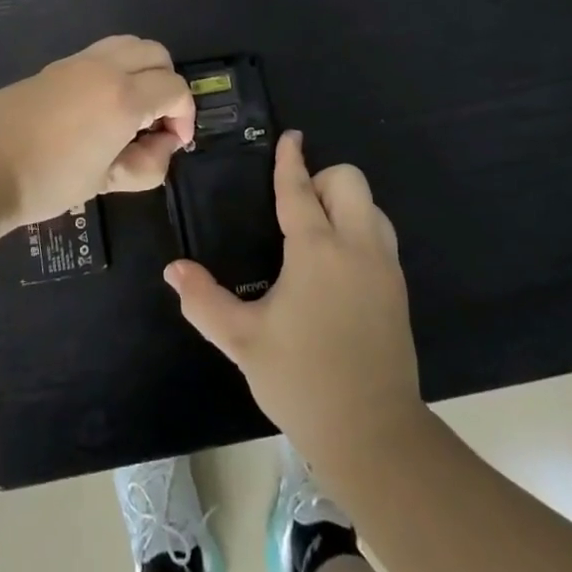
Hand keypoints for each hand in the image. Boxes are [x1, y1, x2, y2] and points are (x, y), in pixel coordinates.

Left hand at [0, 36, 196, 231]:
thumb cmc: (48, 181)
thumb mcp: (106, 181)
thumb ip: (147, 164)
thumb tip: (163, 144)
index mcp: (124, 97)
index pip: (175, 88)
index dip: (185, 115)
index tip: (173, 143)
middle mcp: (106, 68)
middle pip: (157, 54)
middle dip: (167, 85)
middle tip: (155, 122)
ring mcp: (78, 61)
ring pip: (129, 44)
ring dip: (142, 69)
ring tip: (130, 109)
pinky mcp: (56, 65)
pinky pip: (101, 53)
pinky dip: (115, 68)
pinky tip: (98, 106)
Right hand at [165, 131, 422, 463]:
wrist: (373, 434)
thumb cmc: (302, 380)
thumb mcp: (243, 341)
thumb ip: (204, 301)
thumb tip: (173, 270)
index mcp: (317, 250)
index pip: (300, 189)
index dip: (291, 160)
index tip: (290, 137)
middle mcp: (356, 245)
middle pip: (349, 180)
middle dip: (322, 179)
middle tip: (296, 208)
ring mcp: (384, 266)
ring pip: (371, 205)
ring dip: (344, 203)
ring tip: (316, 233)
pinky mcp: (398, 288)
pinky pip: (380, 234)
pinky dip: (359, 228)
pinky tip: (337, 265)